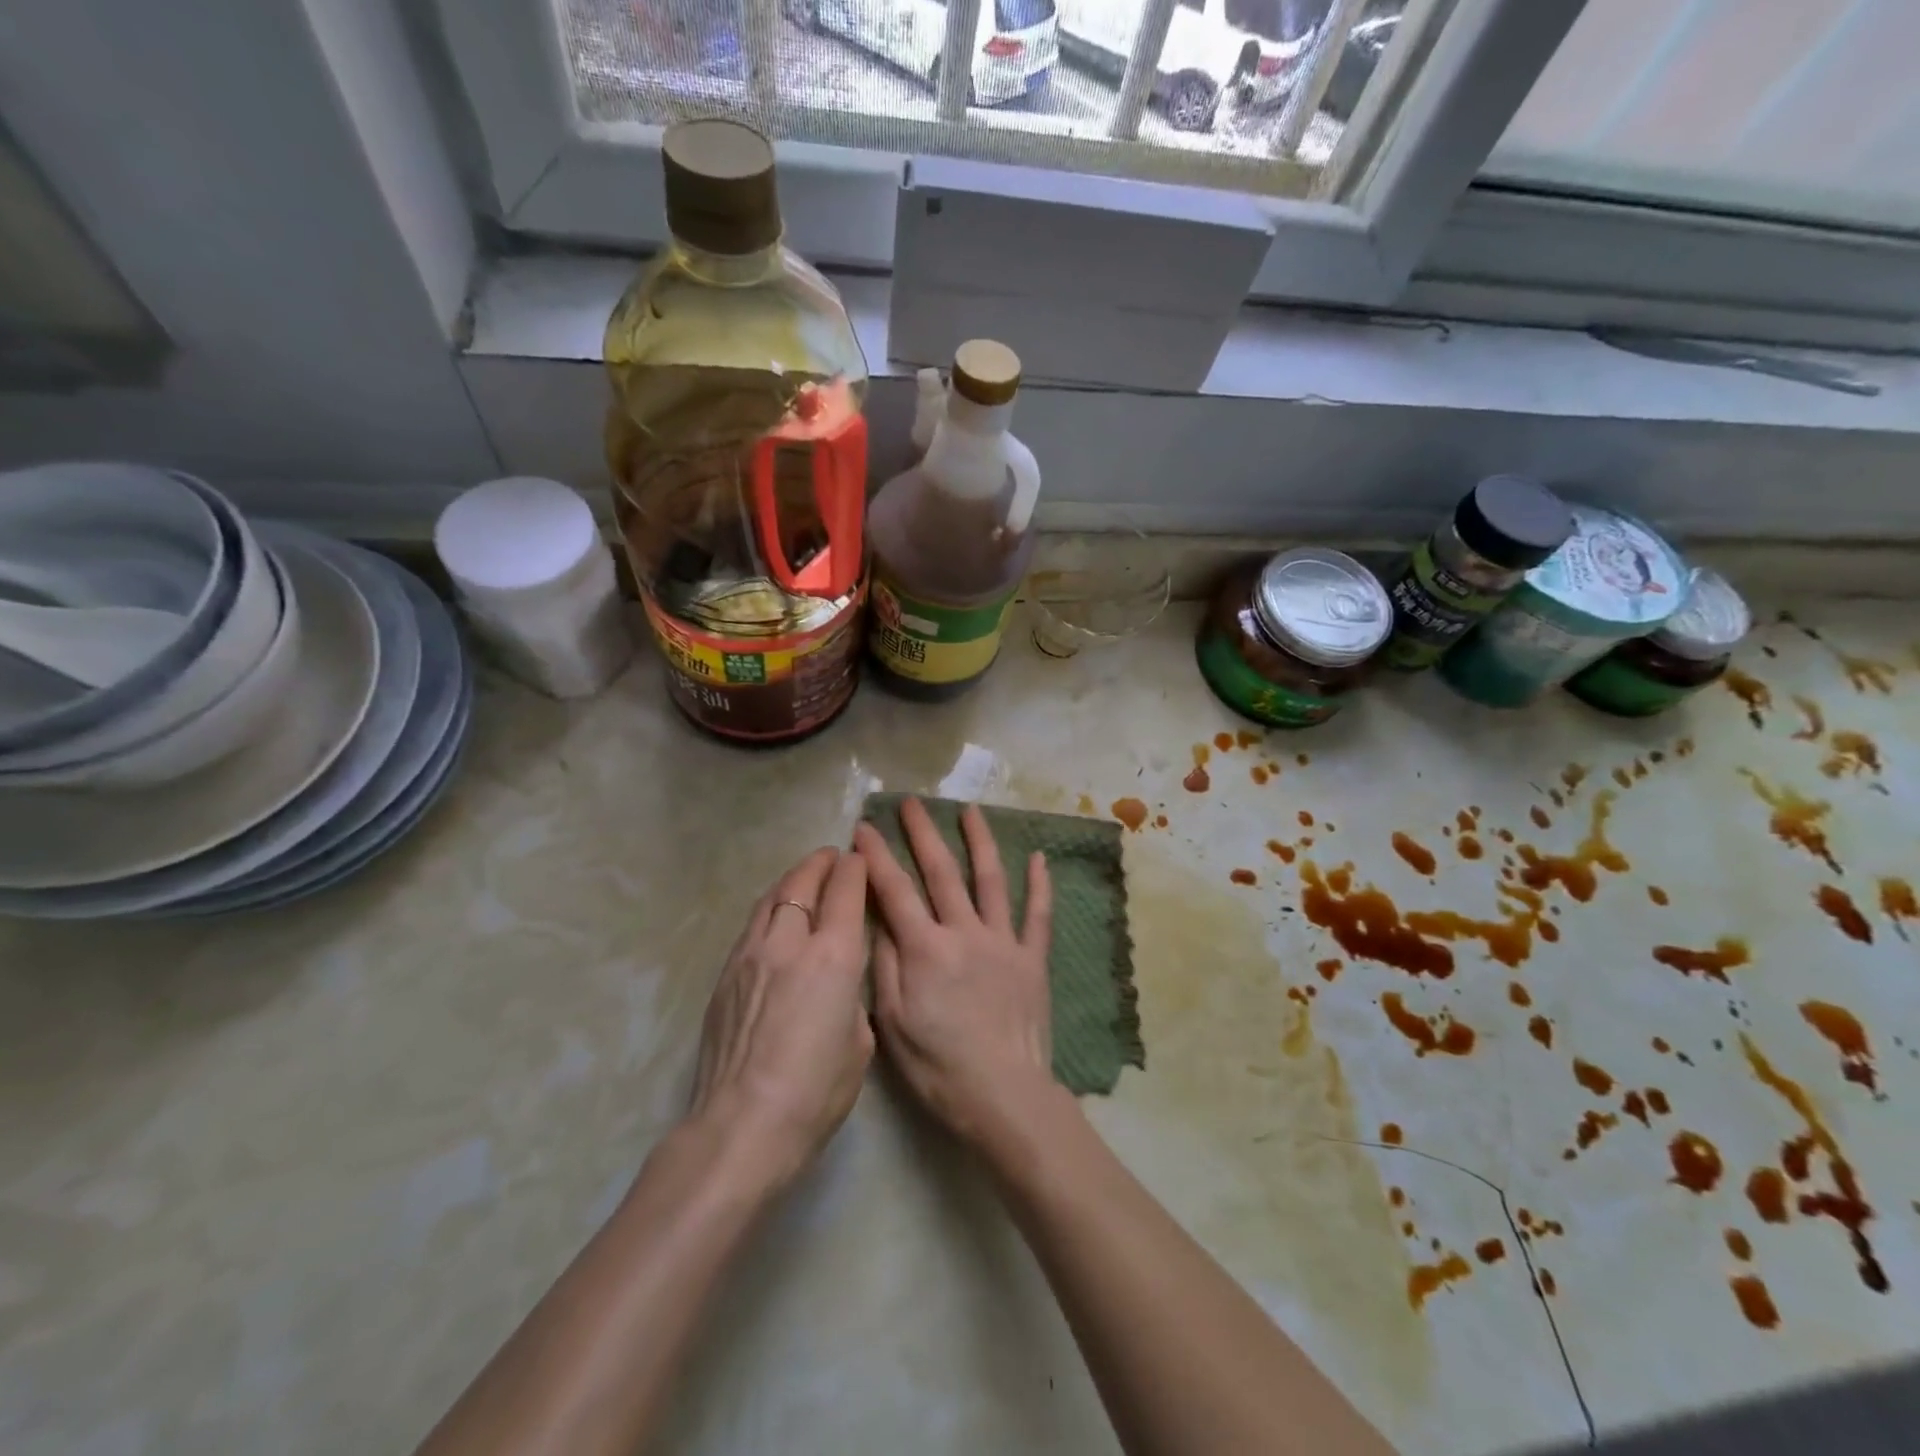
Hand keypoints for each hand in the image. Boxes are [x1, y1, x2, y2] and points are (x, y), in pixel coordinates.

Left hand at [689, 847, 872, 1192]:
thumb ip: (852, 997)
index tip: (860, 858)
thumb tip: (839, 982)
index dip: (855, 868)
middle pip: (803, 882)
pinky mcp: (725, 974)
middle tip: (833, 858)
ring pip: (771, 897)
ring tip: (804, 877)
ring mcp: (750, 955)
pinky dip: (770, 908)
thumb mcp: (860, 1042)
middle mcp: (790, 943)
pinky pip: (752, 925)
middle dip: (821, 863)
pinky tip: (776, 918)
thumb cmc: (816, 1093)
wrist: (742, 1126)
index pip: (845, 891)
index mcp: (834, 957)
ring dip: (792, 880)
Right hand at [854, 799, 1055, 1146]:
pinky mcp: (1032, 958)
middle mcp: (964, 932)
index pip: (895, 891)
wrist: (1004, 1096)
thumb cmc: (939, 1066)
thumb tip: (878, 919)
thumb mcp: (892, 1022)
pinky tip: (1039, 857)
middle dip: (923, 833)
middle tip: (911, 802)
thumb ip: (884, 965)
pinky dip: (1040, 885)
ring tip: (970, 810)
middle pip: (941, 872)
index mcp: (925, 949)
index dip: (876, 857)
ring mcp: (1003, 941)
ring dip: (980, 841)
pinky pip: (1038, 914)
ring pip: (991, 880)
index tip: (863, 828)